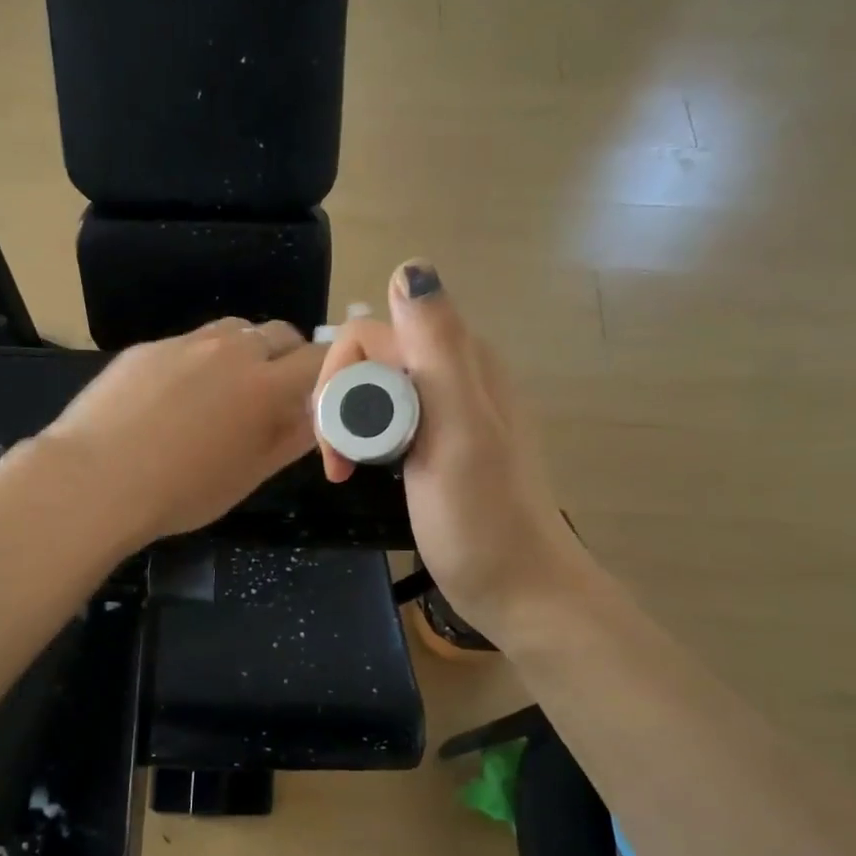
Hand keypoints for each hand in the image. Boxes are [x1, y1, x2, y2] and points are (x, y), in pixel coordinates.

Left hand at [42, 318, 324, 549]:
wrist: (95, 478)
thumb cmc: (182, 490)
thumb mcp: (249, 474)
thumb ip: (291, 439)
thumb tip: (317, 415)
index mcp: (265, 384)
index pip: (319, 358)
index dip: (328, 373)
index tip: (320, 395)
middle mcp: (231, 349)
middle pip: (280, 333)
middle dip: (289, 357)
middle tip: (274, 395)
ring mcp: (185, 342)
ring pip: (234, 330)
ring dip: (245, 352)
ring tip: (226, 391)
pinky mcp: (148, 347)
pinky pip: (189, 343)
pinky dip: (200, 361)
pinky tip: (174, 398)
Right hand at [314, 262, 588, 650]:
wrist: (518, 588)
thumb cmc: (482, 519)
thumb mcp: (459, 430)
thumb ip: (437, 349)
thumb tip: (410, 266)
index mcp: (462, 362)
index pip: (371, 334)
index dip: (341, 380)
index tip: (337, 440)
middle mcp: (456, 373)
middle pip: (370, 359)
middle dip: (341, 404)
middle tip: (340, 463)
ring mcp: (449, 409)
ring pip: (376, 388)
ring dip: (350, 423)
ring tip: (347, 470)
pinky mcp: (440, 442)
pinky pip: (389, 417)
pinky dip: (367, 439)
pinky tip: (368, 469)